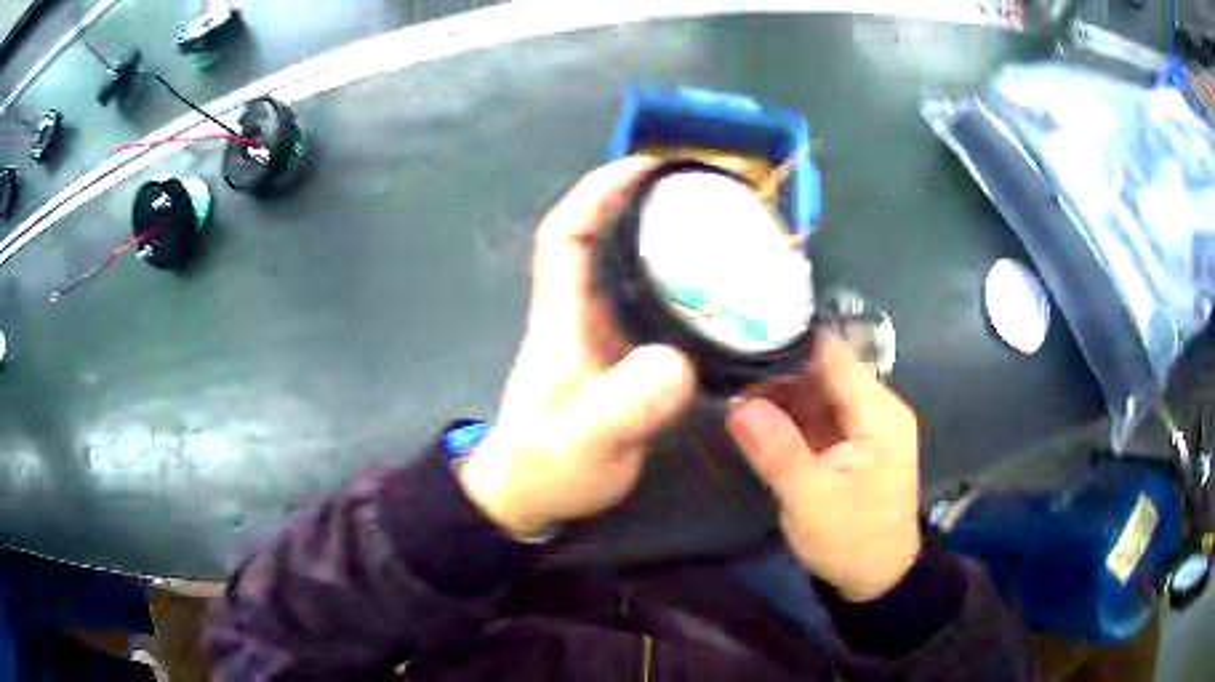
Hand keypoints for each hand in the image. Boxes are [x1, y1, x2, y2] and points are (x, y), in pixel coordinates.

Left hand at [459, 157, 696, 537]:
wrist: (534, 495)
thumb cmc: (547, 467)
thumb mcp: (583, 442)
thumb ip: (622, 407)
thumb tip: (676, 363)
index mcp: (563, 319)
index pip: (566, 236)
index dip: (597, 193)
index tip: (644, 168)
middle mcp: (582, 316)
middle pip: (603, 240)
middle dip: (642, 205)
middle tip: (700, 193)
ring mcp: (604, 337)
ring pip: (631, 271)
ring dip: (667, 243)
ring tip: (720, 231)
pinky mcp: (624, 359)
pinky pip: (655, 308)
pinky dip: (684, 290)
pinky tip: (722, 295)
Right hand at [726, 337, 921, 601]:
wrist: (878, 578)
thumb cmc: (851, 542)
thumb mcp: (810, 501)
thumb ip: (777, 450)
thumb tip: (737, 404)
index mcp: (879, 413)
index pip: (833, 355)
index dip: (789, 342)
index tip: (742, 336)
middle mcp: (877, 408)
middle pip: (824, 369)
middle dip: (778, 369)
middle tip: (727, 367)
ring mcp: (865, 424)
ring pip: (818, 390)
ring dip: (779, 391)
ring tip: (731, 385)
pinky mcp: (852, 441)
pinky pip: (818, 413)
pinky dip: (788, 412)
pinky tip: (755, 412)